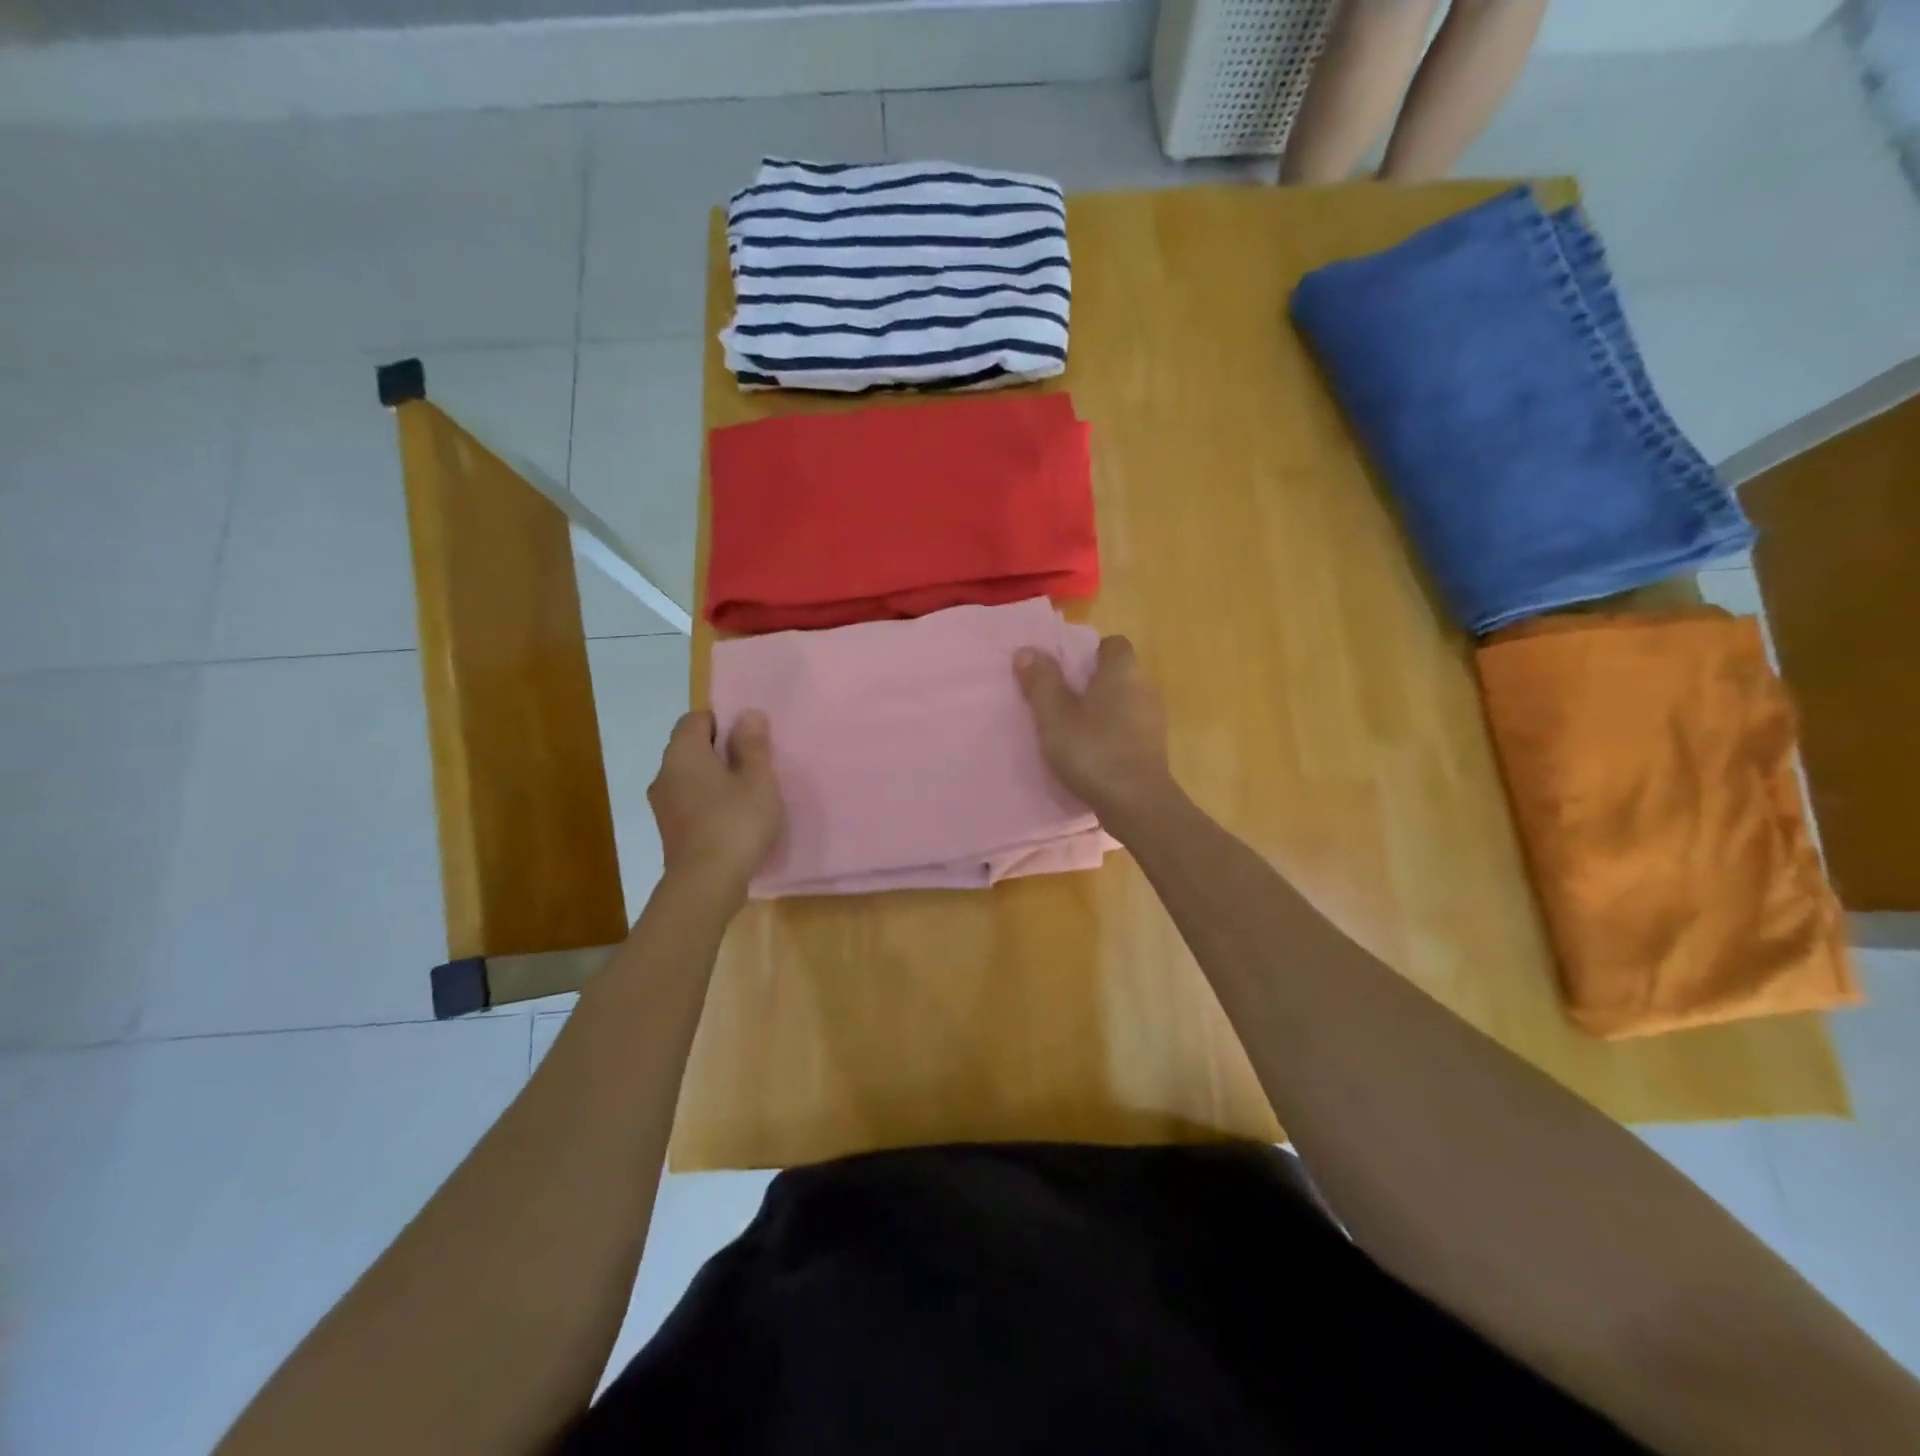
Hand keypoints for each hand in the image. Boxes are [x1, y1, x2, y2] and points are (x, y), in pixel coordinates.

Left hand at [648, 710, 783, 897]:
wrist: (706, 884)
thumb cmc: (736, 822)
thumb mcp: (757, 779)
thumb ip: (752, 745)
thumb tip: (747, 714)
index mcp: (683, 753)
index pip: (695, 719)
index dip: (723, 723)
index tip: (749, 741)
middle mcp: (664, 774)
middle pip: (691, 748)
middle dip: (720, 752)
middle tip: (753, 768)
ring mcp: (662, 805)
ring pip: (690, 778)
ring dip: (715, 780)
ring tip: (746, 796)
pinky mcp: (669, 831)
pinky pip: (689, 803)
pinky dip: (708, 803)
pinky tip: (732, 821)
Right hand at [1014, 635, 1180, 833]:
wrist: (1138, 804)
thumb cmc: (1094, 752)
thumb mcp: (1055, 717)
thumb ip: (1041, 682)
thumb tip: (1027, 651)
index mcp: (1122, 672)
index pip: (1112, 644)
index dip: (1089, 651)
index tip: (1064, 669)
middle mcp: (1144, 687)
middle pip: (1117, 672)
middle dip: (1091, 681)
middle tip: (1060, 698)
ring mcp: (1153, 719)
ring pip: (1124, 700)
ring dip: (1102, 708)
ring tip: (1072, 726)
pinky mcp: (1154, 746)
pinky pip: (1129, 725)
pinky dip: (1112, 730)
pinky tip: (1092, 750)